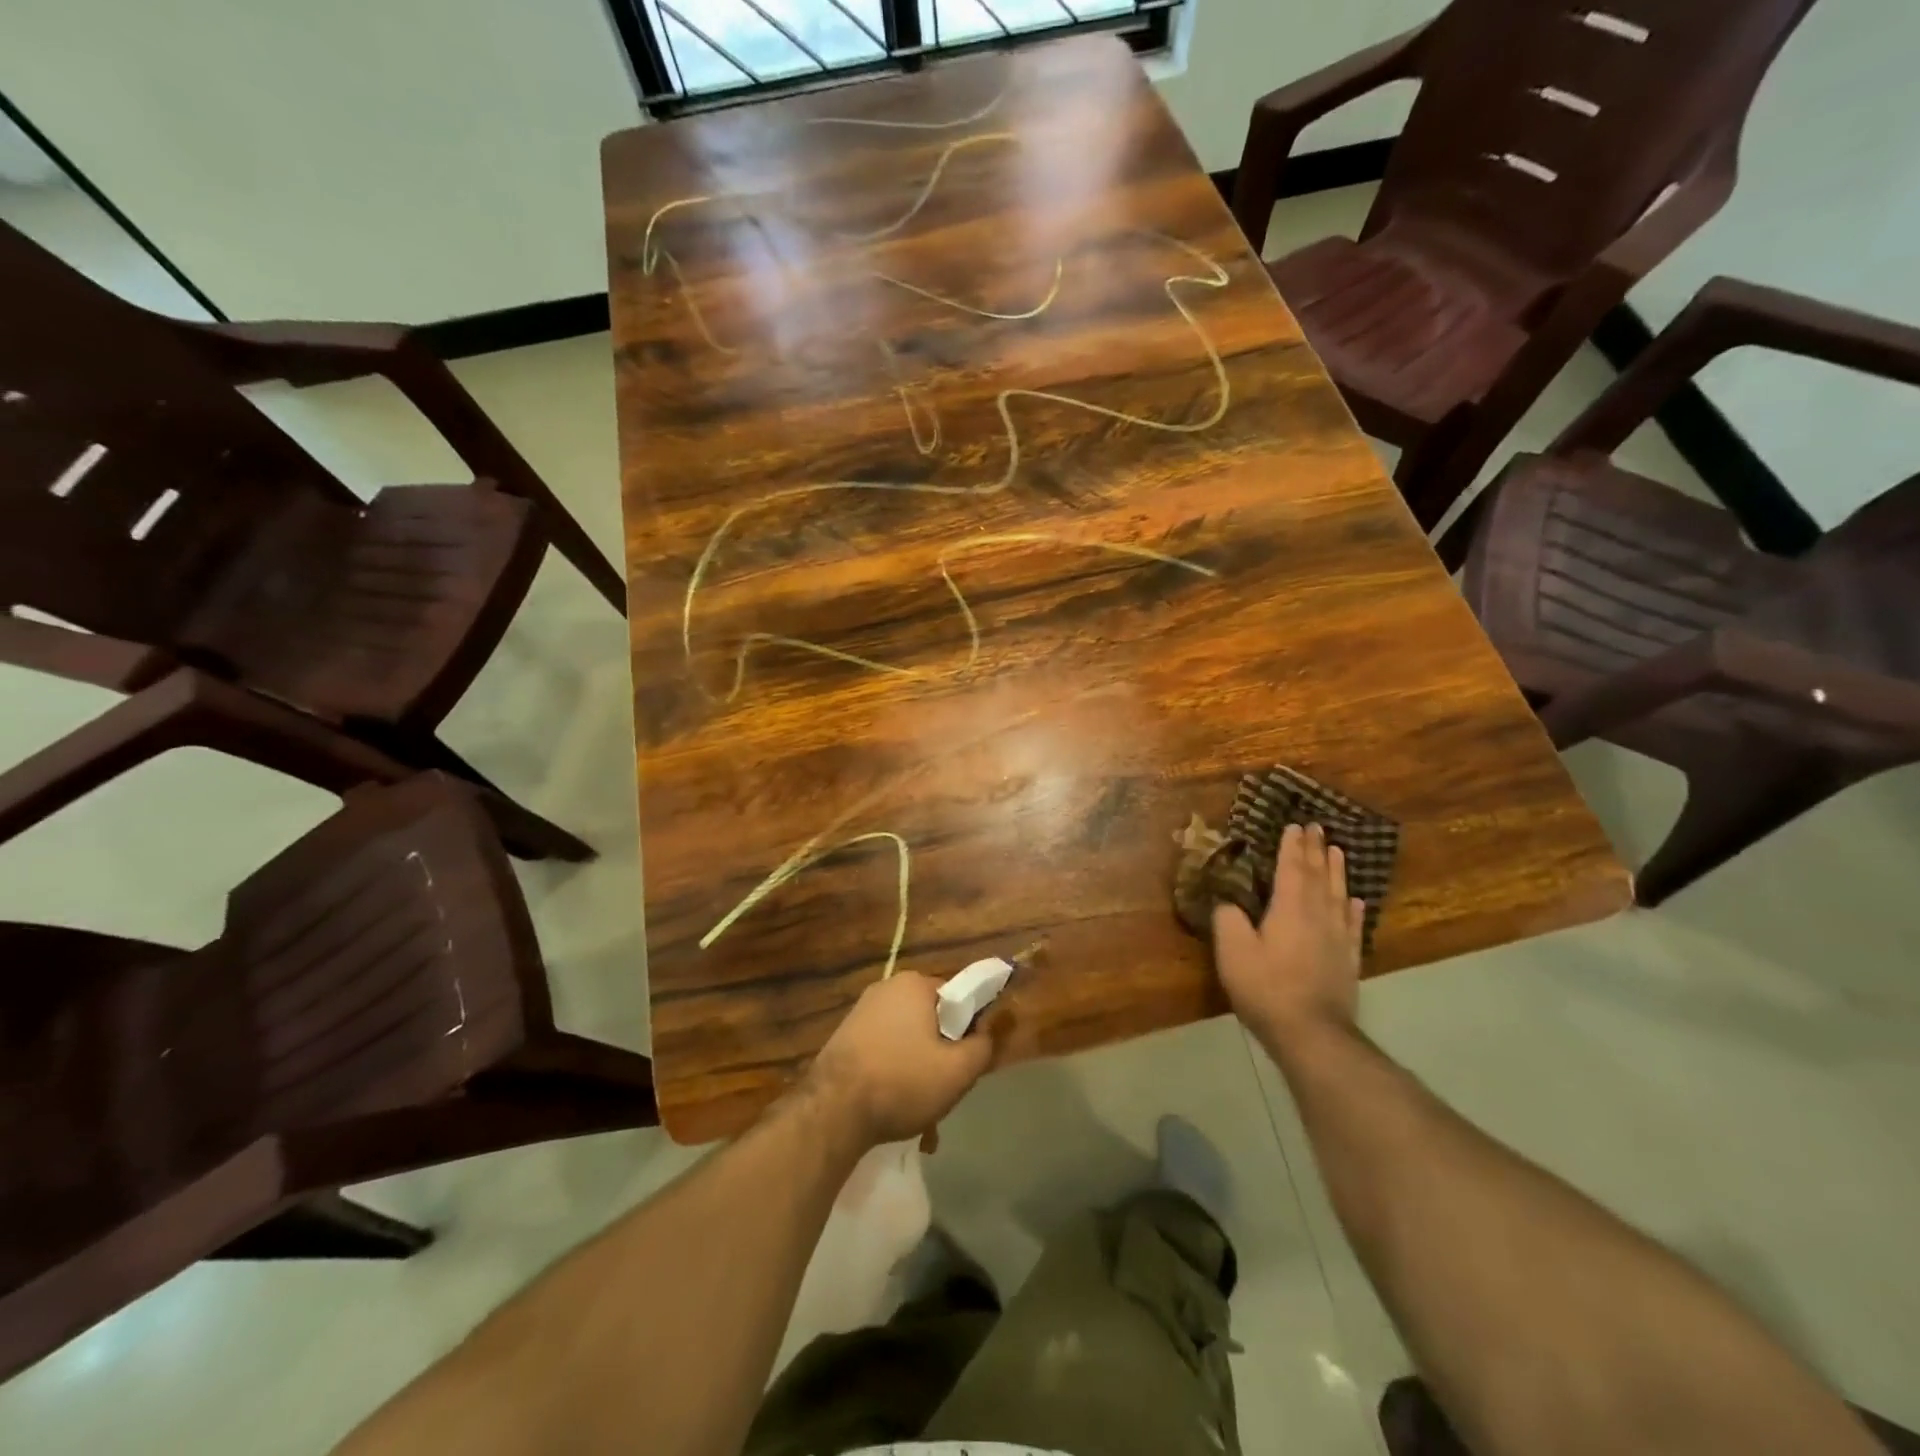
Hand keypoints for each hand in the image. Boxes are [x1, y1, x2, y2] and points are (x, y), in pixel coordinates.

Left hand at [803, 972, 1000, 1150]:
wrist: (832, 1110)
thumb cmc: (902, 1081)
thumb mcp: (958, 1071)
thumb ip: (983, 1047)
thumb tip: (987, 1033)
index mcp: (914, 984)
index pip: (957, 999)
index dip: (967, 1031)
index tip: (965, 1063)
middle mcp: (886, 989)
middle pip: (930, 1022)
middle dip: (940, 1057)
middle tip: (943, 1092)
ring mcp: (861, 1012)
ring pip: (906, 1042)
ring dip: (917, 1073)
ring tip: (920, 1116)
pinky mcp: (844, 1037)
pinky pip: (882, 1053)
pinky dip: (892, 1076)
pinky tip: (893, 1111)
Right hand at [1213, 823, 1363, 1055]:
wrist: (1311, 1032)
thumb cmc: (1266, 987)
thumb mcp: (1233, 951)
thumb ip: (1228, 919)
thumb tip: (1228, 901)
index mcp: (1289, 908)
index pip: (1291, 868)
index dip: (1292, 846)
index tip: (1295, 825)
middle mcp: (1317, 915)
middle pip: (1318, 875)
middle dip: (1316, 850)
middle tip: (1317, 828)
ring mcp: (1337, 938)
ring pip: (1338, 894)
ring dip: (1337, 871)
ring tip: (1337, 851)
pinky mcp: (1347, 960)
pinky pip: (1352, 925)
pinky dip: (1353, 908)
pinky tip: (1355, 901)